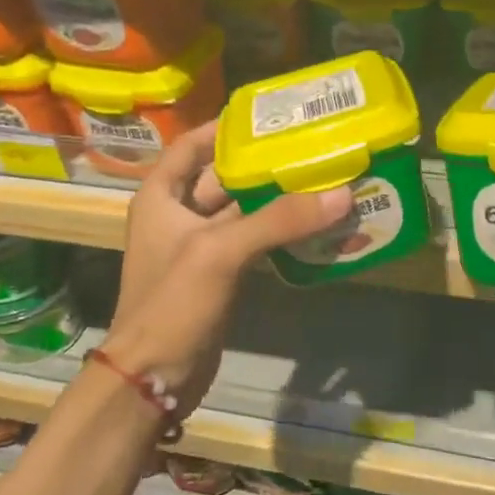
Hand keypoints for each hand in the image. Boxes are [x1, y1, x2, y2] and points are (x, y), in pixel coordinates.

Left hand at [101, 123, 352, 413]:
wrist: (154, 377)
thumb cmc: (172, 303)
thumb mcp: (221, 252)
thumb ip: (278, 220)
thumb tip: (341, 195)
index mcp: (161, 196)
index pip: (192, 146)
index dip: (224, 128)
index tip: (268, 118)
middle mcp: (177, 216)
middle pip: (223, 178)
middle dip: (263, 165)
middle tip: (309, 148)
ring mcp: (199, 249)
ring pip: (242, 213)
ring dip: (276, 202)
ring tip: (321, 182)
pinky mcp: (219, 277)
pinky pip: (253, 244)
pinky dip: (279, 235)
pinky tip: (313, 227)